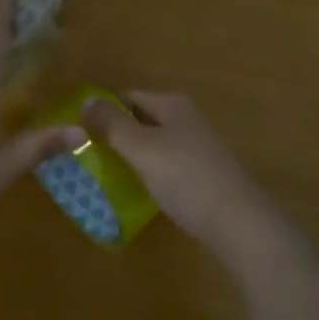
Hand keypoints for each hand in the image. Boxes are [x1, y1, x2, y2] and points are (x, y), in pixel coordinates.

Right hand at [82, 91, 276, 261]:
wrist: (237, 222)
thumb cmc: (184, 177)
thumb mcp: (141, 148)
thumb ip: (111, 124)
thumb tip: (86, 100)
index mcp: (173, 104)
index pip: (129, 97)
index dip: (104, 112)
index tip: (81, 134)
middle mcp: (188, 118)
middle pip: (142, 119)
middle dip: (117, 134)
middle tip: (90, 156)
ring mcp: (199, 146)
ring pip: (155, 143)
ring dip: (132, 155)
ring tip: (108, 175)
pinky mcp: (204, 173)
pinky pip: (168, 164)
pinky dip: (151, 172)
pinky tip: (140, 190)